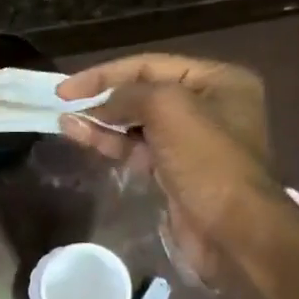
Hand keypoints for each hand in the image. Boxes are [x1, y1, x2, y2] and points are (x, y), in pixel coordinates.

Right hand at [57, 54, 279, 283]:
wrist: (232, 232)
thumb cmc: (208, 162)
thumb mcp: (170, 110)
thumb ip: (130, 95)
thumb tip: (101, 105)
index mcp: (219, 81)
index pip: (150, 65)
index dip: (105, 74)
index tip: (66, 89)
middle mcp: (209, 106)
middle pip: (145, 94)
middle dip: (104, 99)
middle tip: (65, 105)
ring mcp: (192, 142)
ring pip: (138, 124)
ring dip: (102, 122)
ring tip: (65, 122)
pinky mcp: (176, 173)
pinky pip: (138, 150)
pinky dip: (112, 143)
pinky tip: (83, 138)